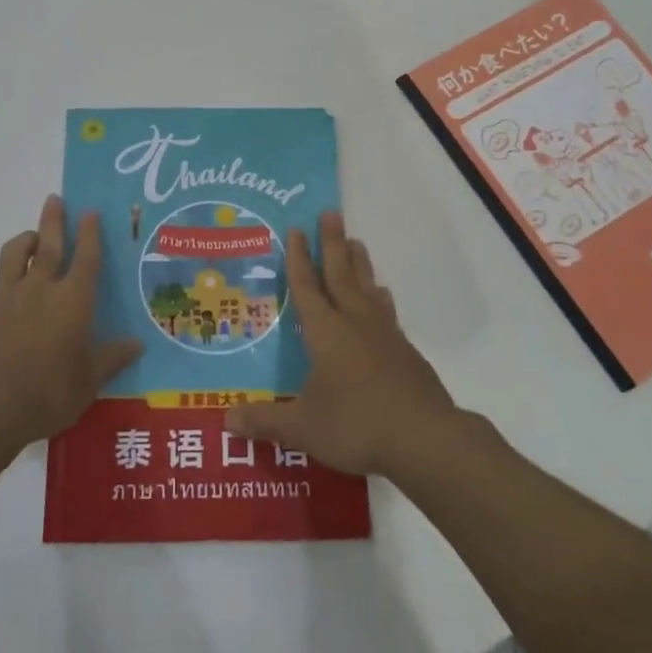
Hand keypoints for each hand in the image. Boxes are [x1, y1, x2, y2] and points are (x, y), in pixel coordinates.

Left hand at [0, 195, 141, 450]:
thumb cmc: (47, 393)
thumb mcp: (88, 381)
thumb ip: (111, 358)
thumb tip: (138, 344)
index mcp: (73, 300)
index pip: (86, 257)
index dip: (90, 233)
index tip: (90, 211)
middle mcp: (41, 289)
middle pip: (49, 244)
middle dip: (53, 220)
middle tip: (54, 198)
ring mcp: (7, 297)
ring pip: (15, 255)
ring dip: (25, 240)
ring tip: (31, 236)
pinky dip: (7, 276)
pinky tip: (9, 290)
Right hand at [226, 211, 455, 475]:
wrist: (426, 439)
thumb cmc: (356, 425)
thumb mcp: (303, 428)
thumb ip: (265, 422)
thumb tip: (225, 421)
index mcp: (325, 332)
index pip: (307, 287)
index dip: (299, 259)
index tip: (297, 229)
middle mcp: (355, 323)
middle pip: (341, 275)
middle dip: (333, 244)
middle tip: (331, 213)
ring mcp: (385, 336)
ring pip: (368, 289)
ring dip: (360, 264)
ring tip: (357, 243)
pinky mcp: (407, 353)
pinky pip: (387, 313)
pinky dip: (380, 299)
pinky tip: (382, 299)